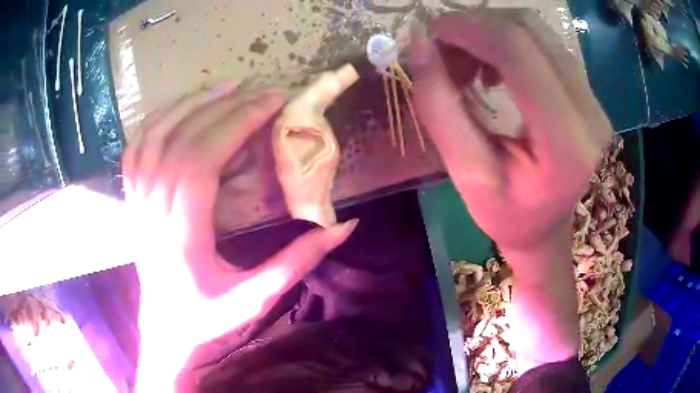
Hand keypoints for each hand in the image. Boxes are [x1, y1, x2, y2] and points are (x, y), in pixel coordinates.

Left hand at [121, 86, 356, 390]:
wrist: (165, 328)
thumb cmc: (206, 317)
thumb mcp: (255, 299)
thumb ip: (297, 262)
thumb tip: (342, 226)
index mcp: (181, 232)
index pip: (202, 159)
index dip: (237, 123)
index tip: (272, 103)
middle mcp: (153, 207)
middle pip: (184, 138)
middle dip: (226, 107)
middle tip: (262, 92)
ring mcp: (137, 199)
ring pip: (156, 133)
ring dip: (192, 103)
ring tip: (226, 87)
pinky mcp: (132, 197)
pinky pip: (138, 145)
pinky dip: (159, 117)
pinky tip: (182, 105)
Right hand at [411, 10, 611, 372]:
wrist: (547, 227)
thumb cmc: (507, 215)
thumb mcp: (465, 174)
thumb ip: (439, 106)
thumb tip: (418, 43)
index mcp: (566, 144)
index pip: (518, 51)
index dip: (467, 28)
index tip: (428, 36)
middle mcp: (589, 112)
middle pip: (527, 29)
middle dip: (473, 26)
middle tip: (442, 52)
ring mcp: (594, 98)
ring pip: (535, 29)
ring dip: (488, 32)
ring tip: (465, 63)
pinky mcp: (587, 91)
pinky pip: (543, 42)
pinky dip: (506, 41)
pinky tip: (492, 67)